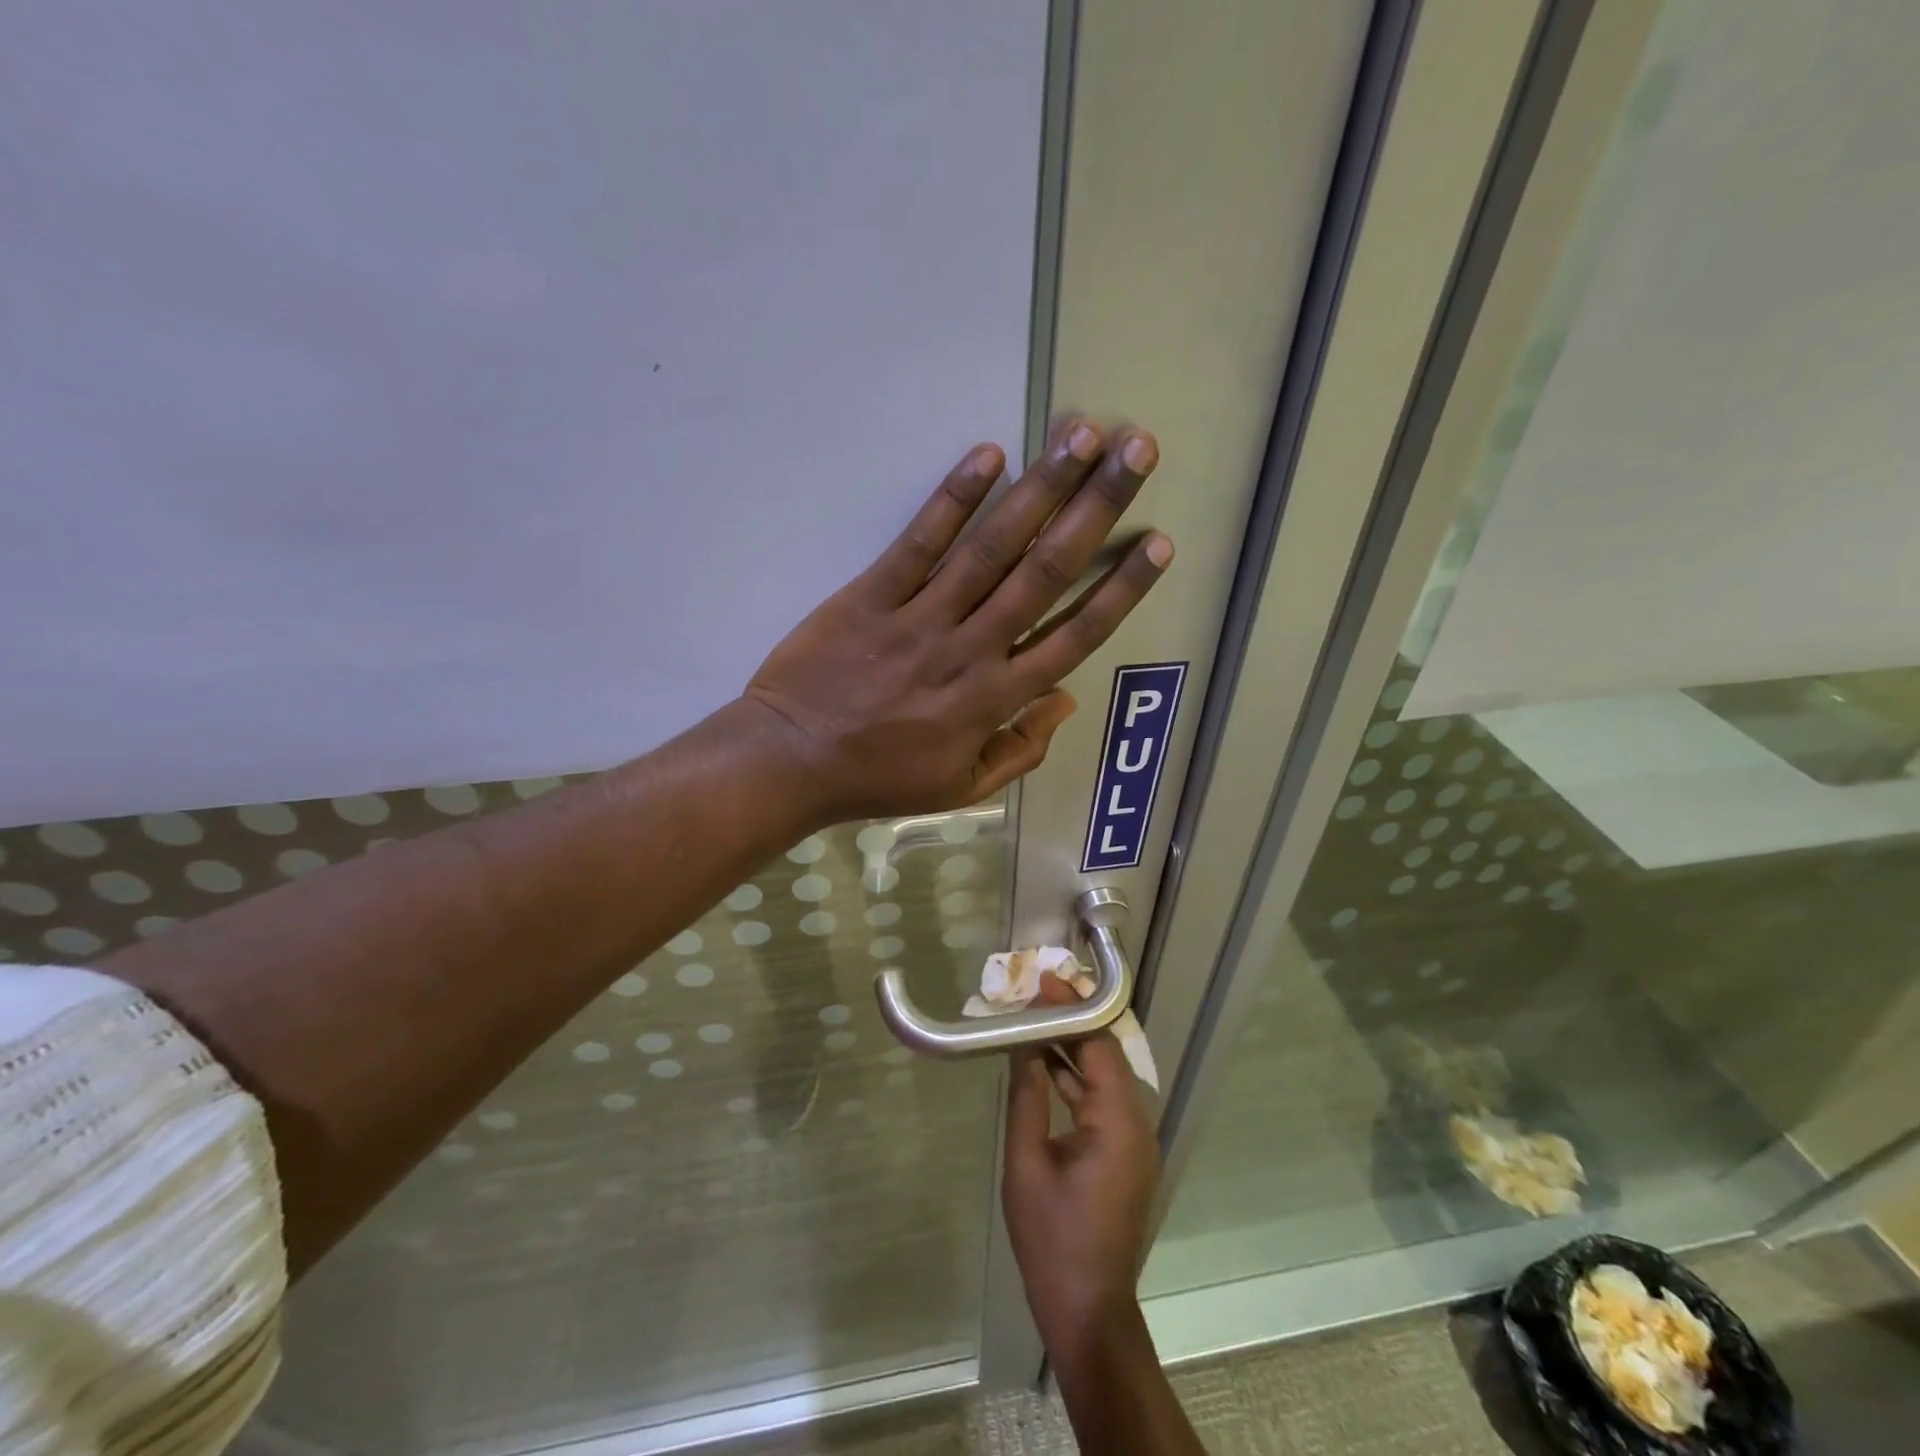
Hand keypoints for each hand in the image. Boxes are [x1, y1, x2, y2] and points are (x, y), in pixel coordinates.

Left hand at [743, 420, 1168, 822]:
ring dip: (1041, 488)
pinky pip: (919, 543)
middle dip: (1096, 508)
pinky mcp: (871, 596)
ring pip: (992, 548)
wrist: (791, 762)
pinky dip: (953, 498)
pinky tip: (988, 454)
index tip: (1156, 543)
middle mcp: (970, 650)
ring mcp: (920, 618)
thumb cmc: (878, 778)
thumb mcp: (960, 787)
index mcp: (995, 700)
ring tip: (1082, 435)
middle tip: (1138, 452)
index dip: (1120, 589)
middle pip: (1046, 572)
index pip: (1074, 636)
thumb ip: (1020, 750)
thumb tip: (1066, 701)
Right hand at [1002, 980, 1161, 1357]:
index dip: (1071, 1009)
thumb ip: (1027, 1096)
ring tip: (1034, 1022)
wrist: (1088, 1309)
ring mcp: (1136, 1140)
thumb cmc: (1052, 1237)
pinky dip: (1077, 1081)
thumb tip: (1023, 1046)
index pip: (1098, 1044)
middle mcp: (1137, 1123)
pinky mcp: (1127, 1155)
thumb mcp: (1026, 1162)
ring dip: (1073, 1049)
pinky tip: (1046, 1067)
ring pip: (1105, 1077)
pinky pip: (1104, 1102)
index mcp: (1117, 1121)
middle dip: (1072, 1021)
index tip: (1042, 983)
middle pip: (1106, 1054)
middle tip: (1034, 995)